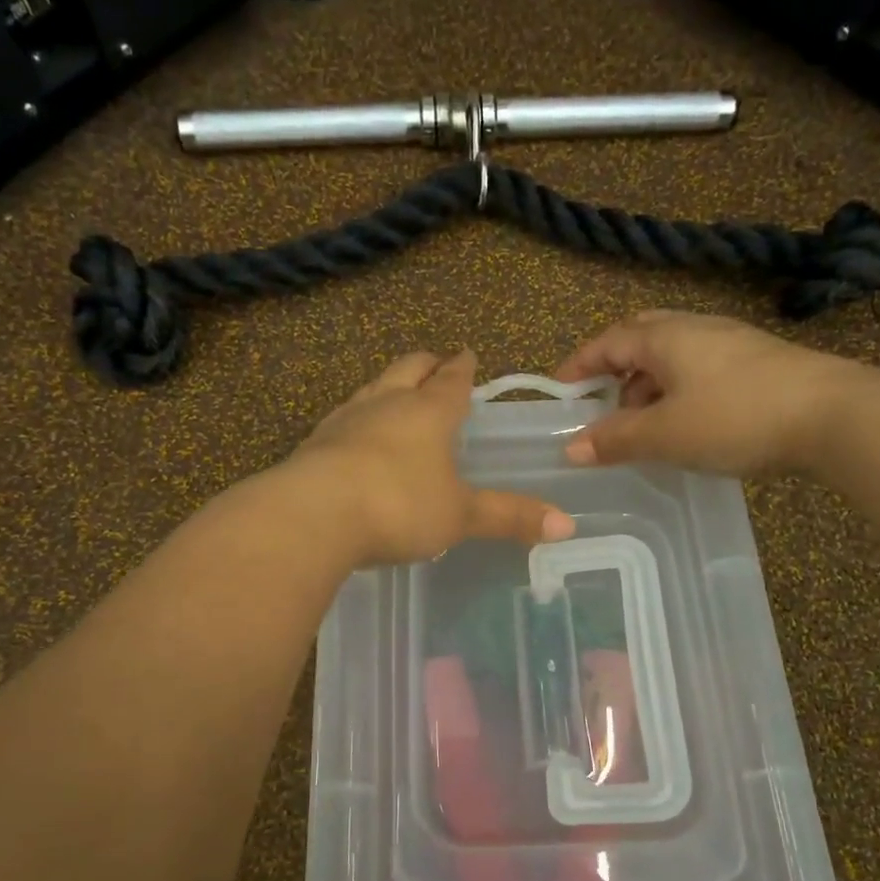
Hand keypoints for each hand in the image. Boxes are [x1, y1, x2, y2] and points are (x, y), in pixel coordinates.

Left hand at [287, 350, 575, 565]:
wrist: (312, 515)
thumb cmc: (399, 506)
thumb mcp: (460, 516)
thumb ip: (509, 517)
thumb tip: (567, 525)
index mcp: (428, 412)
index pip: (451, 380)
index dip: (463, 369)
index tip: (468, 355)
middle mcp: (386, 404)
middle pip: (407, 370)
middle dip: (425, 365)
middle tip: (435, 363)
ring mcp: (345, 420)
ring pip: (371, 389)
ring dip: (387, 386)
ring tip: (395, 392)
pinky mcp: (314, 444)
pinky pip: (342, 420)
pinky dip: (356, 419)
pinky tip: (353, 436)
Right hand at [554, 311, 869, 476]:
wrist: (834, 415)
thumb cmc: (736, 417)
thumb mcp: (665, 434)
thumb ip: (615, 440)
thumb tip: (569, 448)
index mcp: (666, 337)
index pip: (608, 341)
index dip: (578, 364)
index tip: (558, 390)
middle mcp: (695, 329)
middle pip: (640, 339)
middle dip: (613, 369)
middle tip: (599, 404)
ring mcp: (730, 344)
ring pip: (672, 356)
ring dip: (646, 386)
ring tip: (640, 424)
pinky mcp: (757, 364)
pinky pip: (699, 370)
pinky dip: (676, 392)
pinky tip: (685, 423)